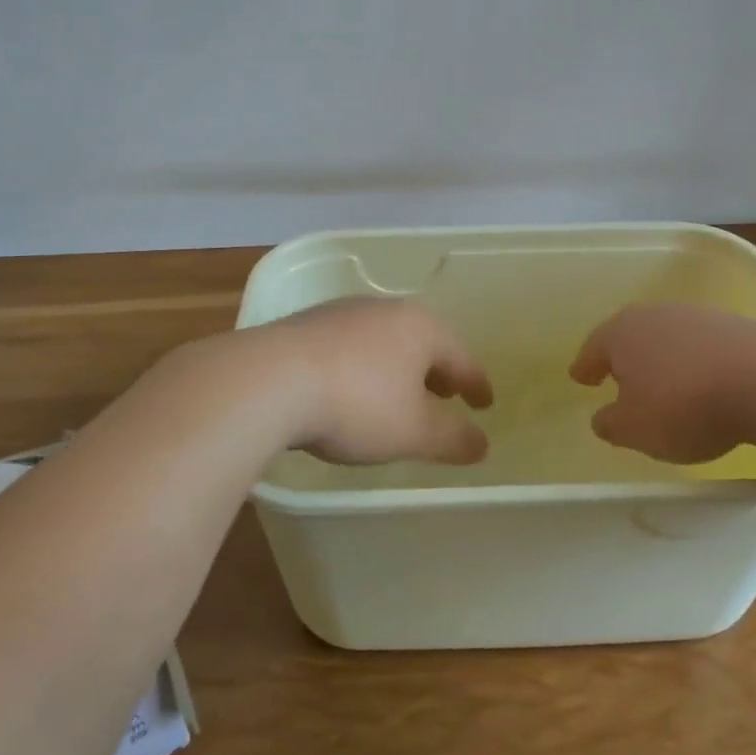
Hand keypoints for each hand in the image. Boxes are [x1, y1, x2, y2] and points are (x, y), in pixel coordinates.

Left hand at [261, 297, 493, 465]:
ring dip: (398, 368)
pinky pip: (350, 346)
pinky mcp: (306, 325)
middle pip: (422, 341)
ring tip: (398, 394)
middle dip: (436, 371)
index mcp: (420, 328)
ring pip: (384, 341)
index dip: (476, 384)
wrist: (269, 380)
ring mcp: (342, 313)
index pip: (461, 357)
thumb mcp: (413, 432)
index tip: (485, 403)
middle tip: (446, 395)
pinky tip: (350, 388)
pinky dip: (363, 367)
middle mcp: (384, 310)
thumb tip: (482, 444)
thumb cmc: (357, 404)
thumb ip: (453, 439)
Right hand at [570, 303, 755, 463]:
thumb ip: (611, 424)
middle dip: (623, 355)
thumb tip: (602, 418)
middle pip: (631, 335)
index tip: (579, 376)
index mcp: (622, 333)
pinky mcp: (738, 327)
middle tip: (615, 374)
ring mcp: (699, 317)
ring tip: (663, 381)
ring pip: (669, 337)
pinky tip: (704, 381)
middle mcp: (656, 315)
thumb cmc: (685, 405)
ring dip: (663, 357)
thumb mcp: (635, 429)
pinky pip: (703, 346)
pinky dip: (696, 362)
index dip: (585, 366)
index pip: (594, 349)